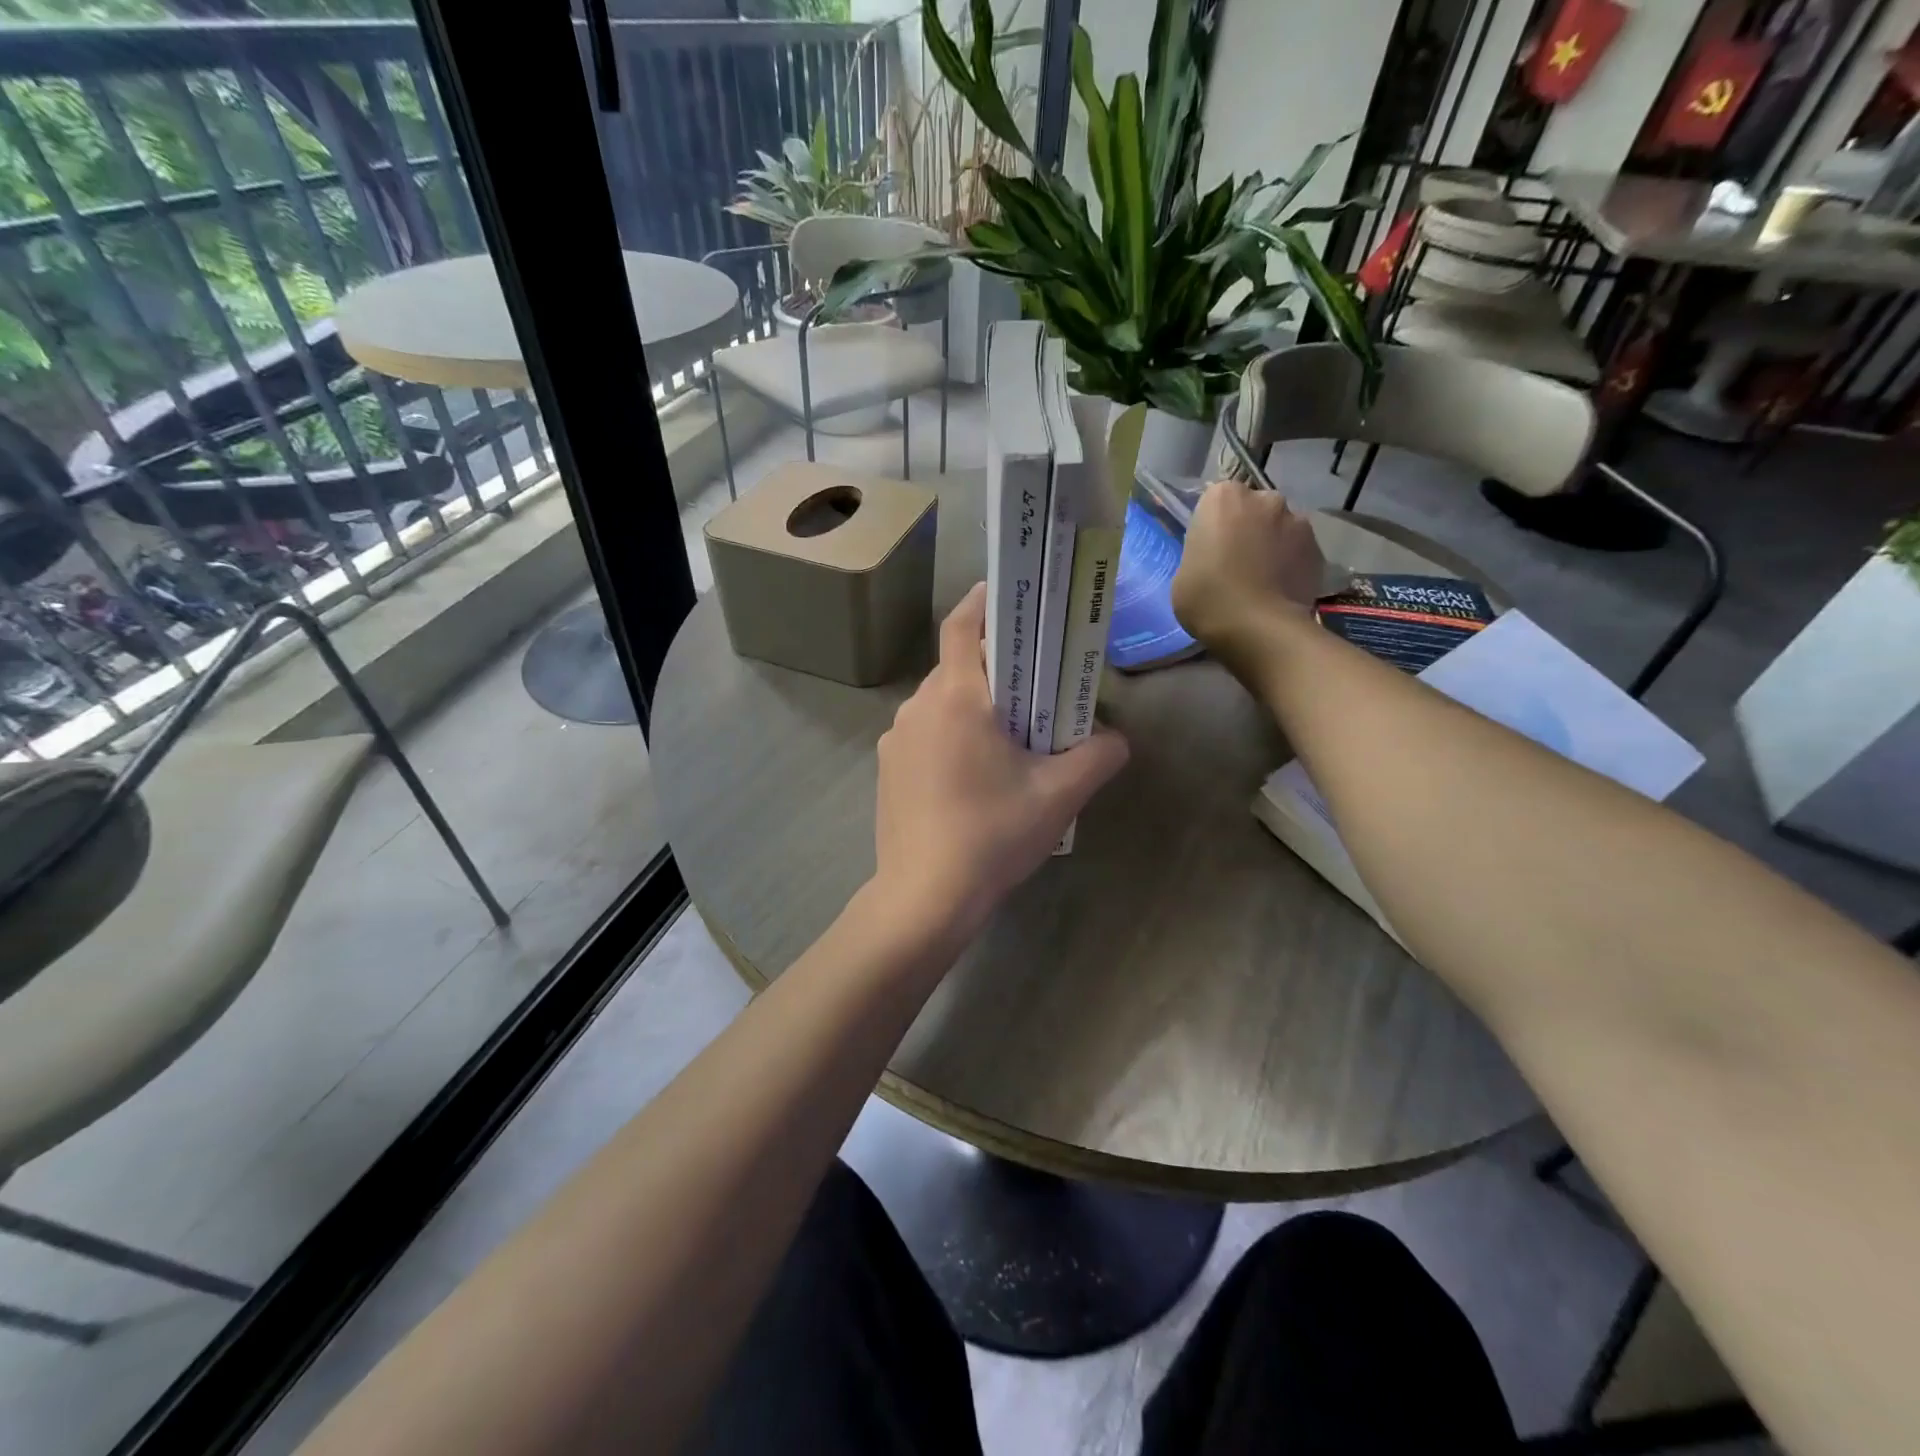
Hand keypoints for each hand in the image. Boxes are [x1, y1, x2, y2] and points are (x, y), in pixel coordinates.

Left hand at [871, 583, 1128, 948]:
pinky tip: (973, 773)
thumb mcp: (1059, 795)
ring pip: (939, 703)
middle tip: (1034, 681)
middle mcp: (917, 707)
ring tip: (1008, 733)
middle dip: (995, 666)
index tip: (1010, 593)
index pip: (963, 626)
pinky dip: (949, 735)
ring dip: (972, 705)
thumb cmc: (992, 834)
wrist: (924, 896)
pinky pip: (924, 734)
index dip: (985, 601)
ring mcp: (895, 740)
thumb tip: (1117, 740)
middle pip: (957, 666)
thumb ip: (1097, 756)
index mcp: (956, 698)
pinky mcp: (887, 769)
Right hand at [1171, 478, 1326, 662]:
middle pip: (1253, 508)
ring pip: (1279, 527)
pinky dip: (1291, 562)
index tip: (1210, 548)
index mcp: (1223, 498)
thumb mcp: (1184, 573)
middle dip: (1247, 528)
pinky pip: (1298, 550)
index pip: (1216, 501)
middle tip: (1237, 562)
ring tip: (1263, 579)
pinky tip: (1281, 588)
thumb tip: (1217, 556)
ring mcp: (1296, 520)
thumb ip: (1201, 552)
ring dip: (1272, 544)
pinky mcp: (1318, 547)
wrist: (1258, 628)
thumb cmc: (1207, 598)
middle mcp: (1264, 498)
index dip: (1213, 525)